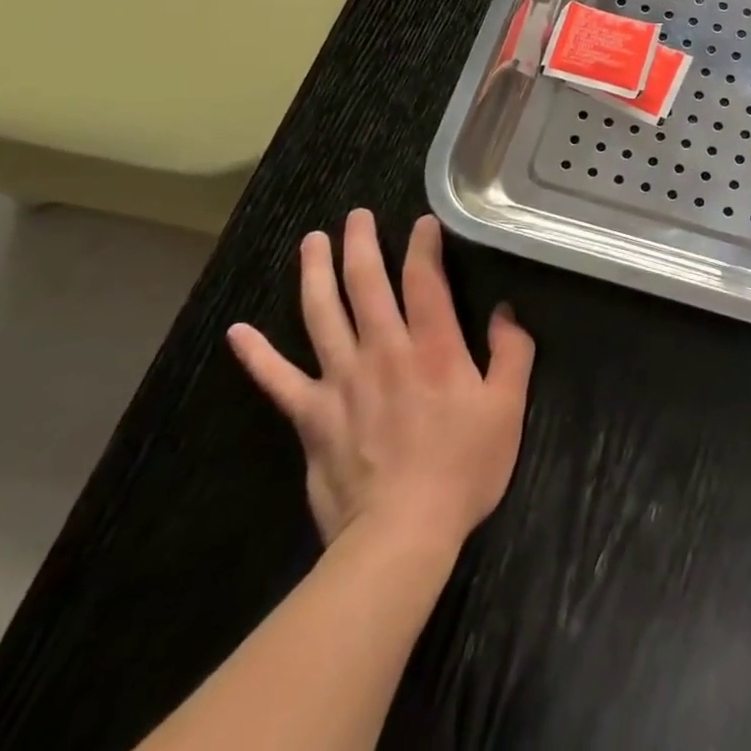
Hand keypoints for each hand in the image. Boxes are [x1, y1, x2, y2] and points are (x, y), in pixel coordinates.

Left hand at [226, 211, 534, 550]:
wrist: (401, 534)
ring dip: (314, 274)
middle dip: (361, 244)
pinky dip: (256, 355)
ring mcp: (341, 380)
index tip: (422, 222)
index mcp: (433, 347)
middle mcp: (384, 350)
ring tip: (310, 242)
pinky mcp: (311, 416)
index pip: (425, 279)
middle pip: (366, 284)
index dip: (423, 245)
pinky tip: (238, 332)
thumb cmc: (462, 468)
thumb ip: (512, 353)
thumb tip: (505, 312)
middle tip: (355, 216)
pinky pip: (278, 380)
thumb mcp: (507, 408)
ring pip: (322, 314)